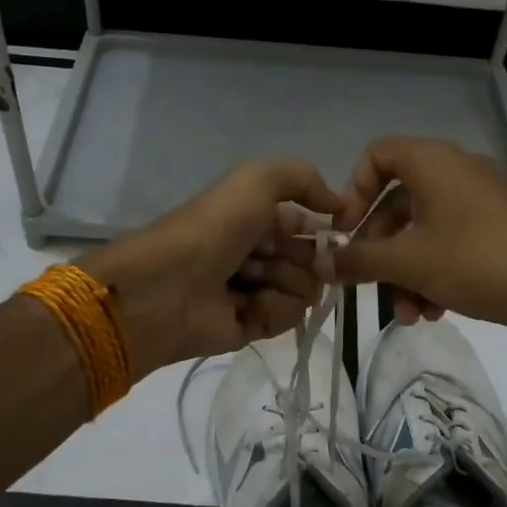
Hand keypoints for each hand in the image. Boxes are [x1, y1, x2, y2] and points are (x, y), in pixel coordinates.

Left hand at [77, 161, 343, 375]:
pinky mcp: (251, 327)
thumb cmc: (213, 227)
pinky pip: (288, 319)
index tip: (333, 233)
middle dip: (305, 258)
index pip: (306, 226)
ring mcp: (254, 292)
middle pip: (311, 261)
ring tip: (251, 282)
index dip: (322, 230)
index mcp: (255, 218)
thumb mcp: (257, 180)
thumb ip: (303, 179)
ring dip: (286, 283)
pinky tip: (248, 306)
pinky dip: (273, 310)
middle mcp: (257, 253)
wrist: (168, 285)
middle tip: (275, 257)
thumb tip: (338, 205)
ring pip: (305, 291)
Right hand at [331, 136, 506, 344]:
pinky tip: (437, 312)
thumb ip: (358, 260)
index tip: (347, 234)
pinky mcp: (502, 229)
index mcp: (434, 162)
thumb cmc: (477, 263)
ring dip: (407, 273)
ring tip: (410, 315)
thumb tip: (322, 261)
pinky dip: (436, 272)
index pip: (377, 155)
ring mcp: (484, 200)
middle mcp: (458, 171)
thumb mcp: (408, 263)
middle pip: (398, 201)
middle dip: (380, 250)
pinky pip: (453, 242)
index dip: (353, 192)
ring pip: (425, 230)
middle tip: (369, 286)